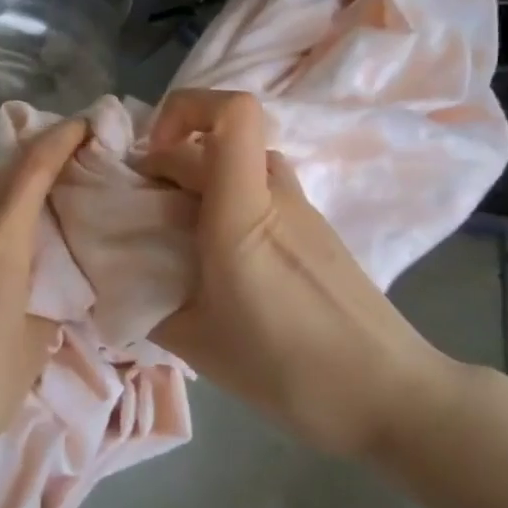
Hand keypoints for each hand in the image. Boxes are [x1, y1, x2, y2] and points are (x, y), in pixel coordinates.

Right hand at [140, 89, 457, 457]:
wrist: (391, 396)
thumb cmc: (290, 368)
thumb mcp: (198, 343)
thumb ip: (147, 303)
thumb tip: (117, 284)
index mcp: (243, 210)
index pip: (232, 112)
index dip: (184, 110)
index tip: (150, 157)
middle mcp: (275, 193)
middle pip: (218, 140)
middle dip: (169, 159)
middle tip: (143, 210)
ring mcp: (301, 209)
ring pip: (240, 164)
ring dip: (200, 180)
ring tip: (178, 233)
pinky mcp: (315, 230)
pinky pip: (260, 191)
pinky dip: (228, 202)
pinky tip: (220, 259)